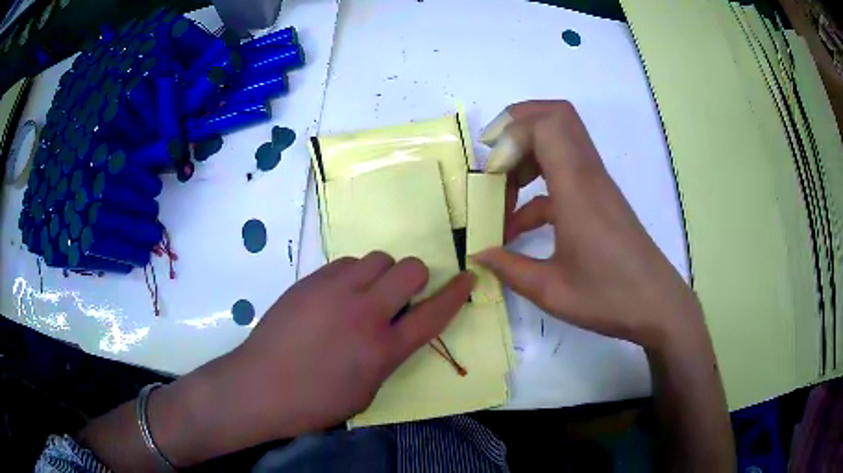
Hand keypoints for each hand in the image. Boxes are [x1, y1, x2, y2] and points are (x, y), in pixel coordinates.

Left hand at [227, 252, 473, 437]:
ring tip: (363, 294)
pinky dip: (352, 274)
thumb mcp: (366, 392)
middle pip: (411, 269)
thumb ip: (387, 356)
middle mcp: (365, 313)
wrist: (260, 386)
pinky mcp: (311, 281)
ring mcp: (336, 291)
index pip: (434, 313)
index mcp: (384, 349)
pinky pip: (346, 262)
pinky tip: (336, 294)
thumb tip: (393, 332)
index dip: (456, 293)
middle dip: (415, 278)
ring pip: (378, 258)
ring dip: (381, 274)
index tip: (467, 277)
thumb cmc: (315, 402)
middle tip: (398, 296)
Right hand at [474, 100, 700, 348]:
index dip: (511, 135)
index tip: (492, 172)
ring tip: (503, 194)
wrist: (657, 306)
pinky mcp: (600, 198)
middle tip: (493, 160)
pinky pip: (565, 172)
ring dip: (527, 154)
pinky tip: (520, 225)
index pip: (546, 125)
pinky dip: (539, 186)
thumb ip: (509, 268)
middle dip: (517, 127)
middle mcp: (589, 175)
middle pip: (556, 116)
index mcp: (577, 189)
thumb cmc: (609, 298)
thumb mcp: (552, 290)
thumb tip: (478, 254)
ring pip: (561, 140)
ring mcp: (597, 184)